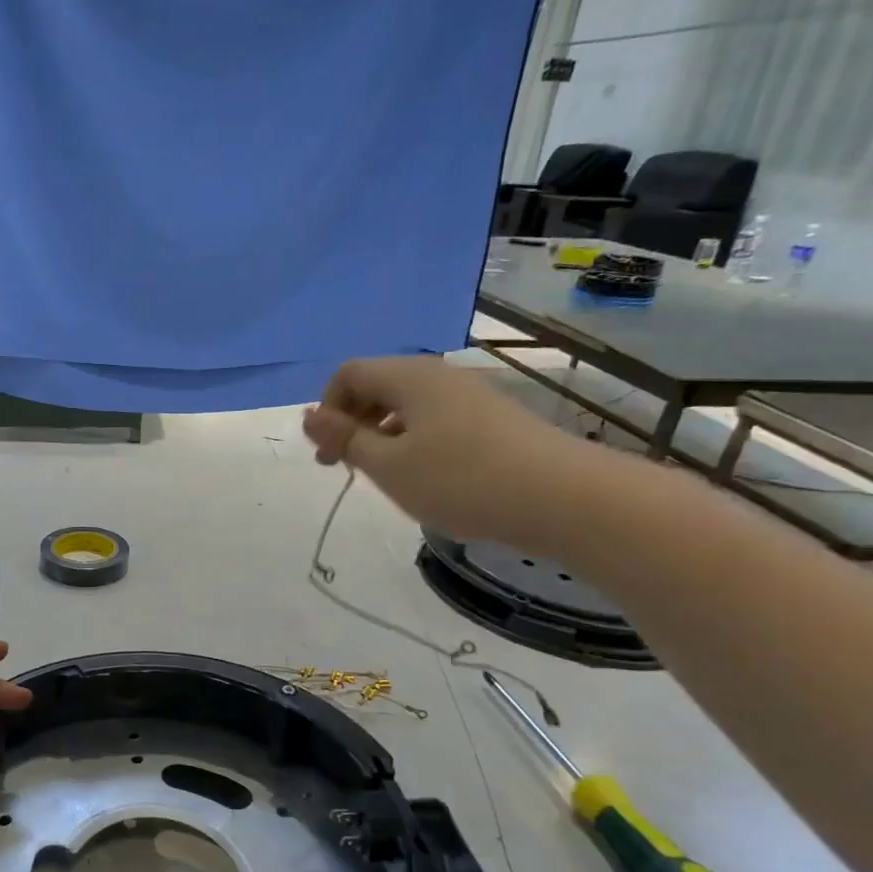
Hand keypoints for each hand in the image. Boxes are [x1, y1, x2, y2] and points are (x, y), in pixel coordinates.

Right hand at [302, 355, 595, 549]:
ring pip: (407, 405)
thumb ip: (345, 439)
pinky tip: (425, 477)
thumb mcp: (388, 466)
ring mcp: (470, 396)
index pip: (349, 373)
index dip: (328, 409)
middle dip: (351, 423)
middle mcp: (439, 376)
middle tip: (346, 468)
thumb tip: (309, 415)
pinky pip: (435, 420)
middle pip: (378, 385)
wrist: (563, 497)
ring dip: (382, 435)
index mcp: (409, 377)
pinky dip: (414, 442)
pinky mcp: (493, 420)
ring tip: (384, 476)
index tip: (329, 454)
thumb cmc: (461, 479)